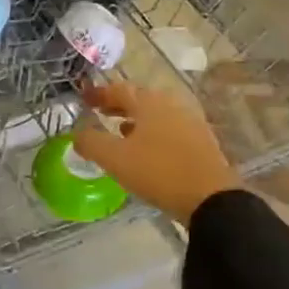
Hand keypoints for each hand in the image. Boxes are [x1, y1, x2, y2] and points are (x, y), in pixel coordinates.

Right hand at [71, 80, 238, 224]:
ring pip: (156, 114)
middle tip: (100, 111)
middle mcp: (172, 105)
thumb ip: (91, 142)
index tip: (83, 99)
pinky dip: (152, 132)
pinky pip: (169, 129)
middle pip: (140, 99)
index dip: (99, 94)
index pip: (119, 90)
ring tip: (120, 131)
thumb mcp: (115, 158)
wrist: (211, 199)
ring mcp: (190, 123)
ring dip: (135, 119)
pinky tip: (146, 149)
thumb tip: (77, 134)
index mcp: (150, 103)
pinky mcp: (201, 142)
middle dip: (118, 104)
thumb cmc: (158, 172)